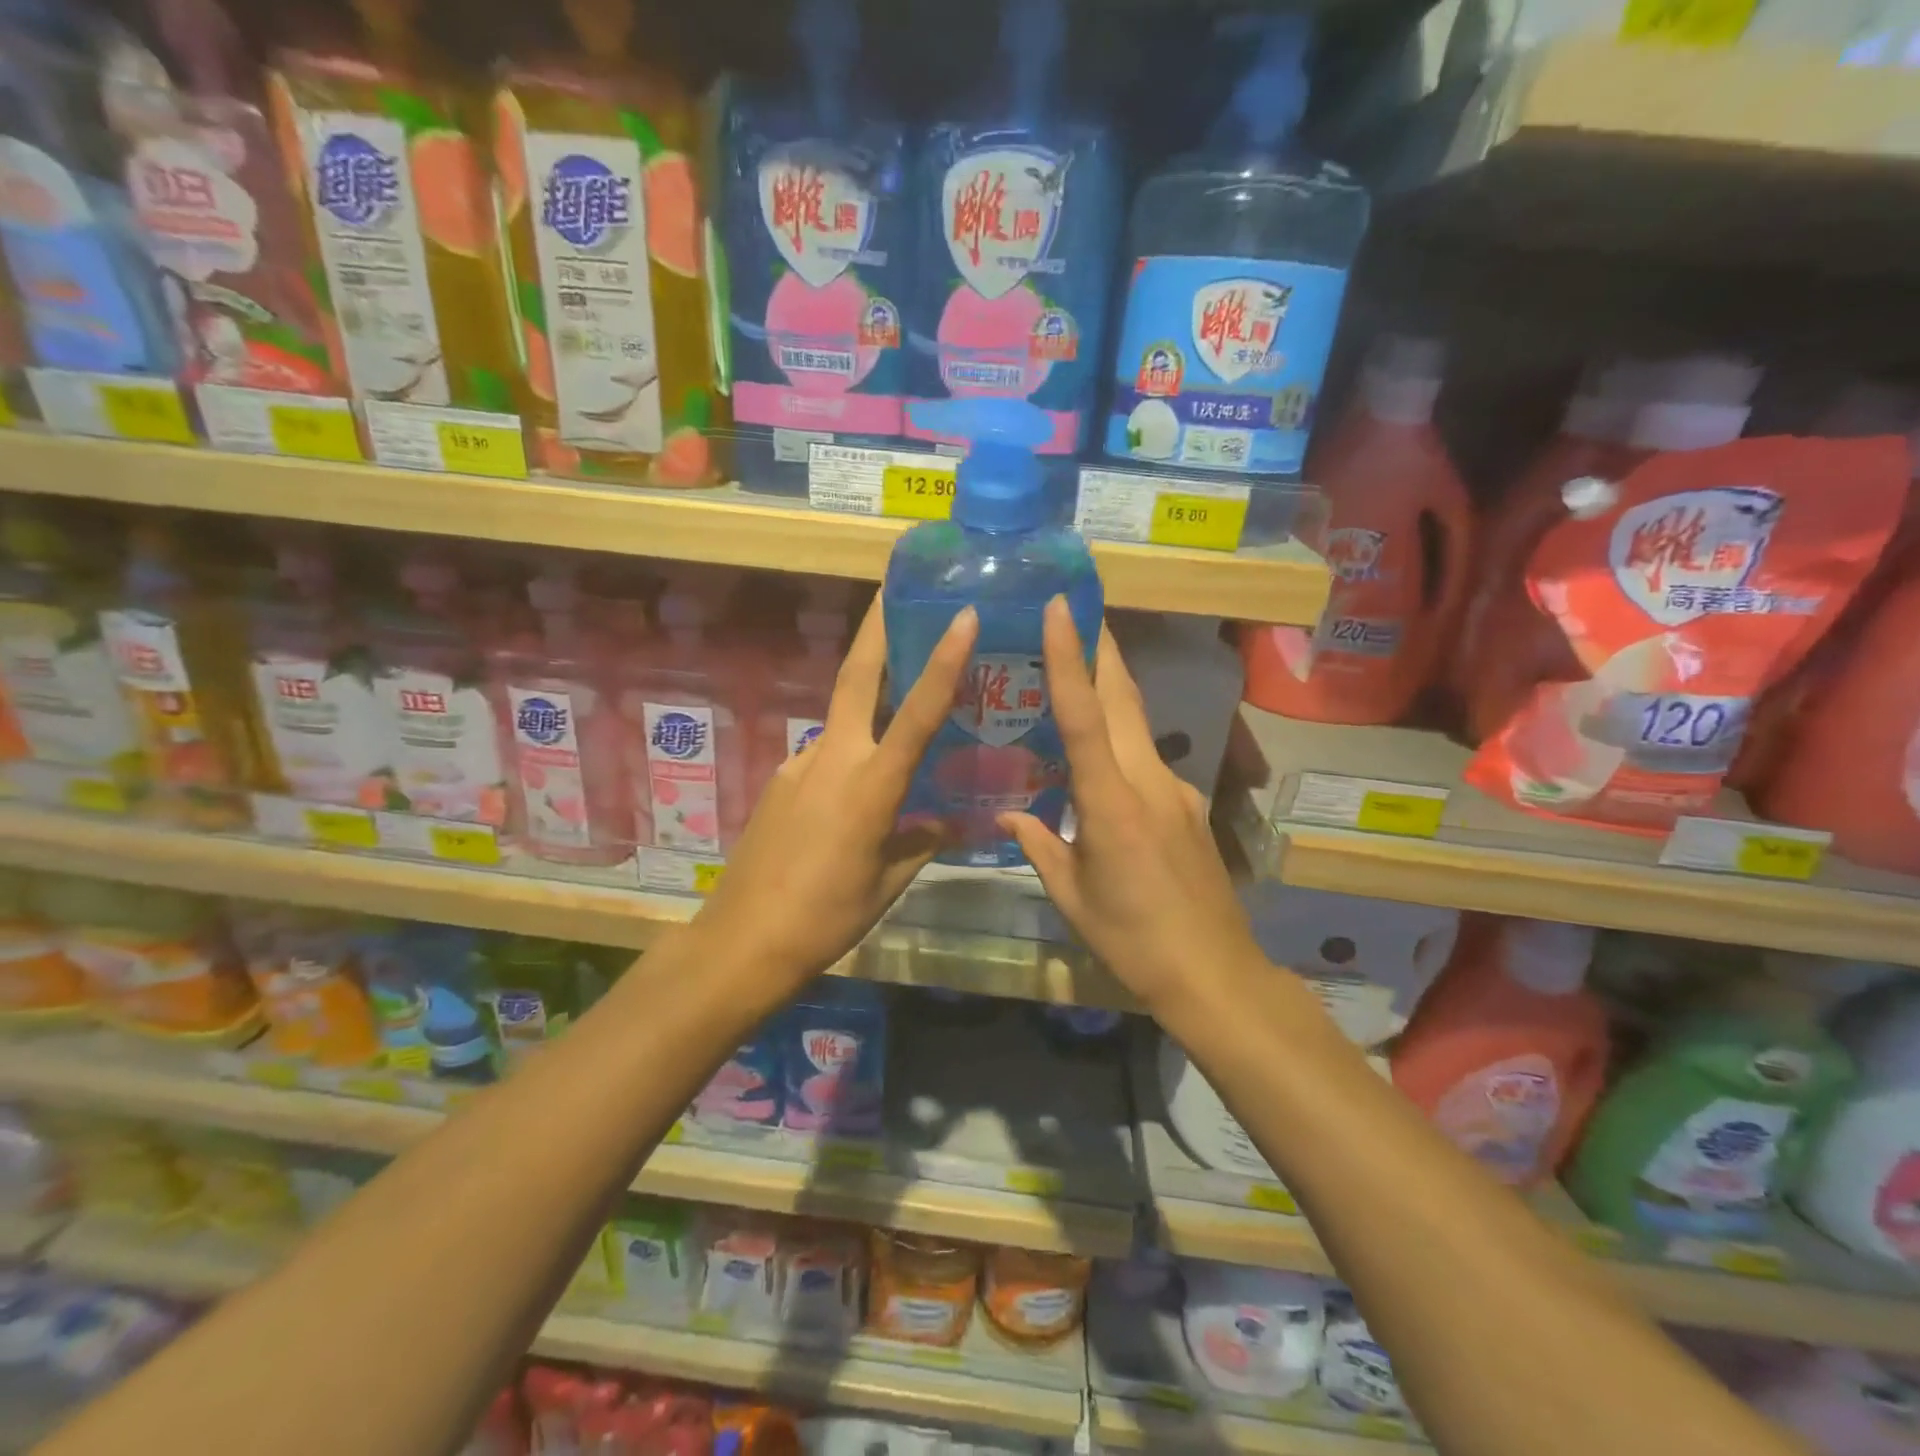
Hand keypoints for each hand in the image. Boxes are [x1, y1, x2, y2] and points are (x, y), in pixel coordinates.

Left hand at [690, 598, 977, 996]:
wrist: (742, 940)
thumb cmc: (827, 916)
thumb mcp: (886, 884)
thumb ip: (918, 844)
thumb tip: (943, 824)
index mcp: (872, 785)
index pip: (918, 712)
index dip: (943, 661)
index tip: (960, 616)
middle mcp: (833, 759)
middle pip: (855, 678)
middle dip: (875, 629)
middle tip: (891, 590)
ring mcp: (799, 766)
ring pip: (841, 721)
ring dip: (866, 706)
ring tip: (895, 720)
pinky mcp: (779, 781)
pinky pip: (823, 757)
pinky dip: (846, 757)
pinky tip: (850, 796)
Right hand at [999, 598, 1265, 1013]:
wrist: (1214, 973)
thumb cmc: (1131, 939)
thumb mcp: (1072, 896)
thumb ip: (1038, 846)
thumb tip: (1006, 817)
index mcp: (1110, 802)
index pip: (1084, 715)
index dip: (1069, 658)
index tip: (1061, 607)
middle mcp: (1148, 781)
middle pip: (1124, 698)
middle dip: (1102, 648)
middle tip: (1078, 608)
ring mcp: (1176, 790)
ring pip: (1139, 724)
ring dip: (1112, 688)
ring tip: (1080, 667)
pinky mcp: (1189, 806)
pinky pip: (1148, 759)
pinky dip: (1123, 741)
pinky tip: (1104, 761)